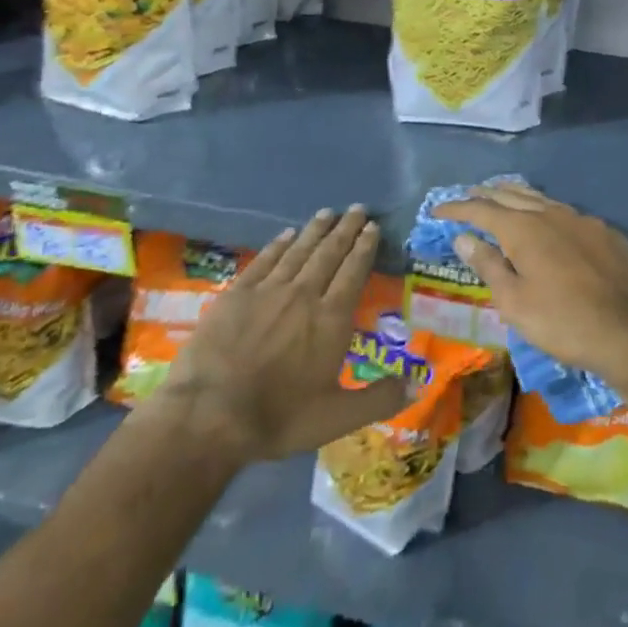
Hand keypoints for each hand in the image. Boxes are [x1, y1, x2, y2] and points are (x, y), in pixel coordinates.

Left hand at [153, 208, 404, 463]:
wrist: (210, 414)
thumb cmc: (279, 417)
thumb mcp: (337, 418)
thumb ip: (380, 399)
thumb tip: (418, 383)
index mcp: (331, 319)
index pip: (353, 272)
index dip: (364, 247)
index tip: (372, 226)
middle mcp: (304, 294)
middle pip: (329, 253)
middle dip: (345, 229)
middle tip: (357, 208)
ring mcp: (268, 290)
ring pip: (298, 250)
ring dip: (315, 230)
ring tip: (328, 212)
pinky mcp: (237, 293)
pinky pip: (264, 260)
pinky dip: (279, 244)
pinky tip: (286, 234)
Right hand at [433, 182, 627, 383]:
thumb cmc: (561, 321)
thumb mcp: (514, 301)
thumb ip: (488, 265)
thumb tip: (464, 237)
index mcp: (523, 229)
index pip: (481, 210)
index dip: (457, 209)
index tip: (437, 211)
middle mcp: (550, 214)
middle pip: (511, 195)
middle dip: (486, 194)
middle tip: (468, 196)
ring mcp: (581, 220)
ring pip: (541, 199)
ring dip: (517, 196)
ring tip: (503, 196)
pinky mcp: (605, 232)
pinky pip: (567, 213)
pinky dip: (547, 212)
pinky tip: (549, 222)